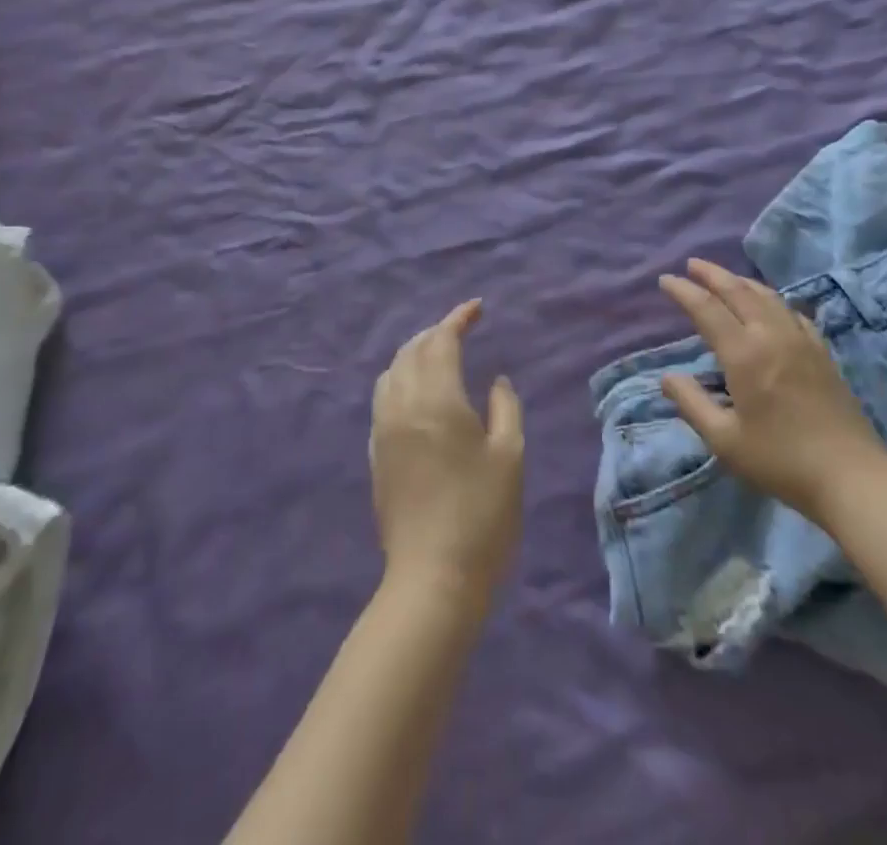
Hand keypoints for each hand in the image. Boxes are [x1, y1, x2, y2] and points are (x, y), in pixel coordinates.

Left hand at [371, 300, 524, 603]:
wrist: (433, 578)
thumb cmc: (482, 514)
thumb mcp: (510, 455)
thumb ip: (505, 407)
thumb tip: (495, 380)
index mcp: (437, 400)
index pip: (442, 342)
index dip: (458, 319)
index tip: (478, 308)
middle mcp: (402, 406)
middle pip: (411, 351)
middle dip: (436, 332)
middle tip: (462, 329)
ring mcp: (383, 431)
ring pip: (392, 372)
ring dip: (415, 353)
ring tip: (440, 355)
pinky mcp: (376, 454)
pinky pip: (383, 398)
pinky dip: (401, 379)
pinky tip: (419, 393)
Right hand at [658, 258, 886, 523]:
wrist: (850, 475)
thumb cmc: (780, 460)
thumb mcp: (724, 440)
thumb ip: (692, 404)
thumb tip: (667, 377)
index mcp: (744, 354)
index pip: (707, 309)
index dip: (684, 292)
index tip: (666, 279)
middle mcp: (772, 336)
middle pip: (739, 291)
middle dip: (712, 274)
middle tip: (692, 264)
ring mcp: (801, 341)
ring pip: (768, 296)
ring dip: (742, 281)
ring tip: (726, 277)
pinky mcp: (822, 352)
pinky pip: (792, 312)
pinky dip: (773, 300)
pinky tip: (771, 305)